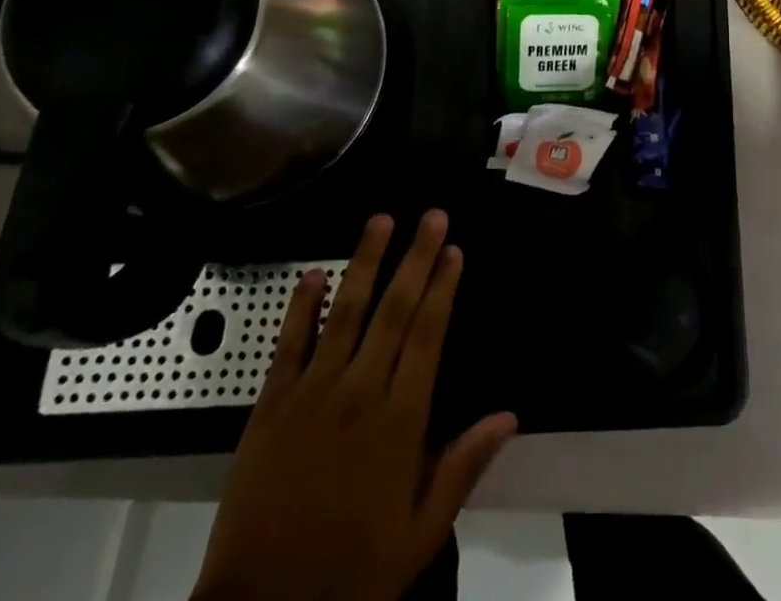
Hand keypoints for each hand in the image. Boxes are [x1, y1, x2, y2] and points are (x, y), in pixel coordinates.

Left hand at [193, 211, 517, 600]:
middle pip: (394, 310)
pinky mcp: (270, 406)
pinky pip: (288, 344)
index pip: (429, 335)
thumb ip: (463, 467)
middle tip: (432, 216)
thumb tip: (509, 416)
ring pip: (345, 312)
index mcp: (400, 420)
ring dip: (365, 263)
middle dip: (416, 258)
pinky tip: (312, 274)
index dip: (443, 287)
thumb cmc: (350, 574)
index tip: (454, 250)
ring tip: (381, 220)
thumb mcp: (420, 535)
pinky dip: (301, 307)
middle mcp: (360, 392)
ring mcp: (312, 393)